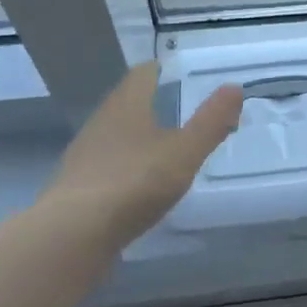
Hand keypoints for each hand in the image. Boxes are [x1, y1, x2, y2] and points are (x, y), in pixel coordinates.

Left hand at [44, 63, 241, 252]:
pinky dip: (124, 166)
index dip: (164, 71)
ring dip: (138, 137)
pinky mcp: (76, 186)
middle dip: (153, 104)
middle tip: (183, 112)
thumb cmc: (134, 182)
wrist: (71, 236)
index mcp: (127, 104)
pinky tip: (138, 184)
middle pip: (128, 102)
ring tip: (164, 149)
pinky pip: (106, 165)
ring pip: (115, 134)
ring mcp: (84, 154)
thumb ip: (211, 121)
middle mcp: (101, 121)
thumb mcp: (185, 152)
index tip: (185, 77)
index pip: (144, 74)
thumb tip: (234, 87)